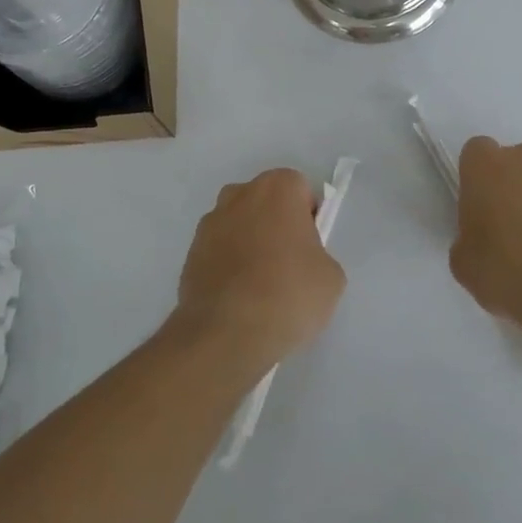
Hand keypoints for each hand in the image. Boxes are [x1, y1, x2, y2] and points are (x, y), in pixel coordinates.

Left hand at [176, 168, 345, 365]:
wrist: (226, 334)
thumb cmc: (288, 294)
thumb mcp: (331, 277)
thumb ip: (319, 255)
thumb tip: (301, 262)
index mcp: (277, 188)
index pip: (300, 189)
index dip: (309, 217)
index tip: (311, 248)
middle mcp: (239, 194)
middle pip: (266, 202)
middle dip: (276, 224)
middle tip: (289, 265)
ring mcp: (209, 222)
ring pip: (239, 224)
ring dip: (249, 242)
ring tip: (260, 287)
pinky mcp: (190, 252)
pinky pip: (219, 250)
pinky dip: (228, 264)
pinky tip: (238, 298)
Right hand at [449, 137, 521, 326]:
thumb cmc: (508, 269)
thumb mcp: (466, 264)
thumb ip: (467, 242)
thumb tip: (478, 244)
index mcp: (486, 166)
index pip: (476, 152)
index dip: (478, 178)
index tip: (480, 207)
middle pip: (517, 162)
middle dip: (515, 186)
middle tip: (513, 228)